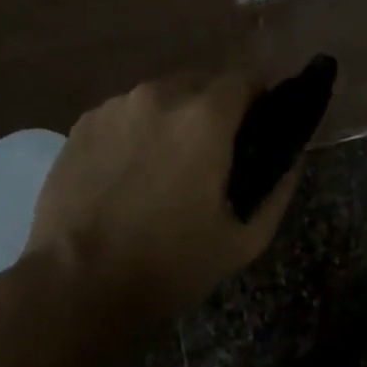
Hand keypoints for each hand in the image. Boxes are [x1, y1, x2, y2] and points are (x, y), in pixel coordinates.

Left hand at [23, 72, 297, 323]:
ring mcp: (117, 105)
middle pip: (202, 83)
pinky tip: (126, 173)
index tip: (259, 127)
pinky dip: (136, 131)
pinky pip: (125, 114)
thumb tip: (292, 155)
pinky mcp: (83, 122)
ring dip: (173, 119)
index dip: (258, 99)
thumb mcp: (242, 239)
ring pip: (161, 97)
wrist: (73, 288)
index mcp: (205, 116)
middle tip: (212, 155)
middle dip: (215, 109)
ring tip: (164, 166)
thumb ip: (279, 187)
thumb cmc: (168, 265)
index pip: (246, 78)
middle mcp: (161, 94)